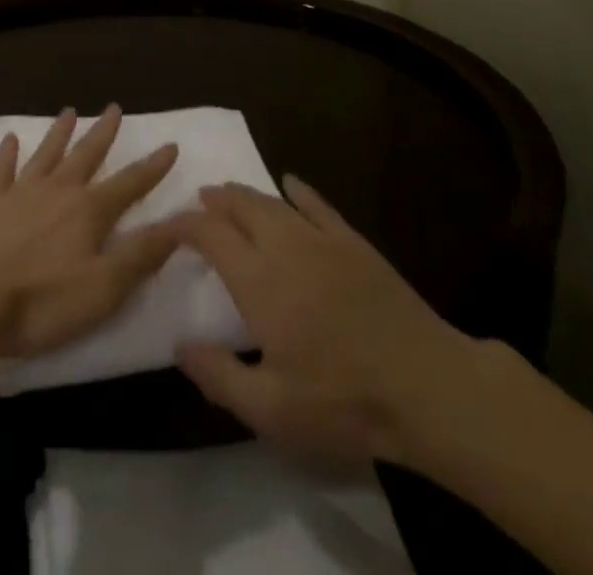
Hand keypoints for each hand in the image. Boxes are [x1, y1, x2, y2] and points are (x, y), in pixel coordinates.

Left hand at [0, 105, 179, 364]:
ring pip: (46, 154)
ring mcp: (20, 192)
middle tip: (114, 107)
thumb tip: (180, 223)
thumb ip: (141, 254)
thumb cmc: (41, 302)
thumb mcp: (103, 288)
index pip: (130, 183)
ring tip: (70, 112)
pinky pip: (1, 170)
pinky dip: (7, 153)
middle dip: (103, 133)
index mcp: (89, 211)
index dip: (152, 167)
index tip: (171, 145)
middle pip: (86, 155)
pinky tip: (10, 139)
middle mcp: (58, 190)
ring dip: (60, 133)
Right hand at [175, 176, 480, 465]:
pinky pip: (318, 204)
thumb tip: (179, 345)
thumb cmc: (343, 400)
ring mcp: (322, 239)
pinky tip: (290, 183)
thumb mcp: (271, 410)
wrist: (425, 385)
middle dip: (215, 199)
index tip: (167, 227)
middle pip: (241, 206)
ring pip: (274, 201)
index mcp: (258, 280)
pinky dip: (299, 191)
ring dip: (247, 194)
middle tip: (199, 199)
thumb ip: (219, 375)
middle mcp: (284, 246)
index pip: (210, 234)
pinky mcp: (353, 242)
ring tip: (230, 193)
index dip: (184, 224)